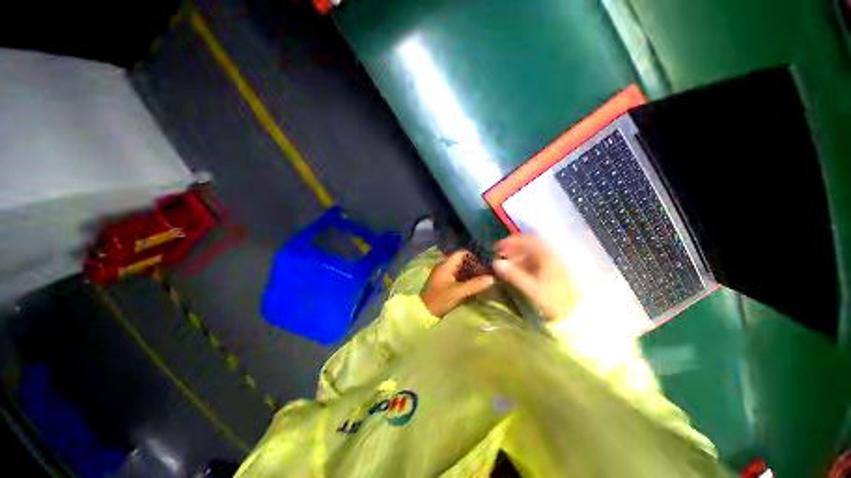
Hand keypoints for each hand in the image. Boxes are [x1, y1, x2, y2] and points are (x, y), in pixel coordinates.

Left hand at [420, 250, 494, 317]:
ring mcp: (445, 276)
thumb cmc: (439, 300)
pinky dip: (468, 279)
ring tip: (486, 279)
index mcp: (445, 265)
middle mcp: (445, 267)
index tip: (486, 263)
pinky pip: (459, 277)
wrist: (424, 314)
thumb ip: (475, 284)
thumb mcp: (458, 292)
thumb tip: (492, 278)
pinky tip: (477, 285)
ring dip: (473, 273)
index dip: (474, 256)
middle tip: (489, 272)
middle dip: (476, 266)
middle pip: (463, 261)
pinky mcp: (446, 284)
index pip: (462, 253)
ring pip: (462, 270)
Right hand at [493, 234, 577, 320]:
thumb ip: (513, 274)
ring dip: (518, 255)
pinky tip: (518, 269)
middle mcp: (551, 254)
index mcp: (547, 255)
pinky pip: (537, 259)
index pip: (527, 241)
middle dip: (513, 248)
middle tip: (500, 255)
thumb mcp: (531, 288)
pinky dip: (525, 261)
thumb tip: (497, 263)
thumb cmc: (552, 300)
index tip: (498, 247)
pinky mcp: (554, 268)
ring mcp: (554, 261)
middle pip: (530, 244)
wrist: (574, 313)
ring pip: (533, 252)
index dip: (511, 242)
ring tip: (507, 263)